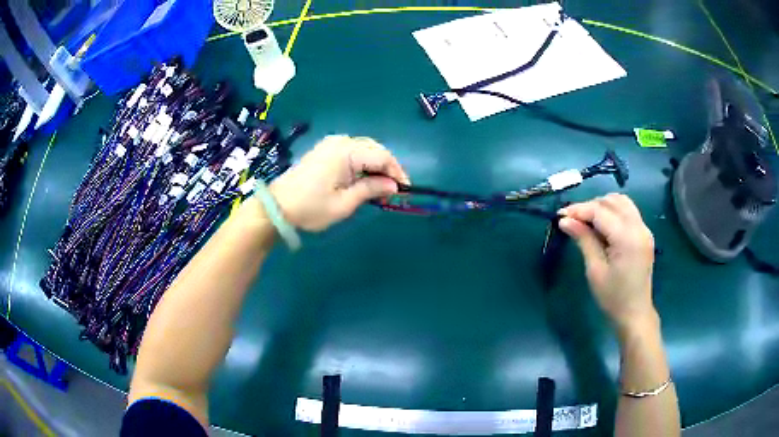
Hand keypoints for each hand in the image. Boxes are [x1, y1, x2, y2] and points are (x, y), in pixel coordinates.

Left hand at [269, 135, 409, 231]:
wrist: (277, 207)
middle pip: (375, 149)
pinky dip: (363, 163)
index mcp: (346, 152)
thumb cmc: (311, 208)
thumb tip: (393, 185)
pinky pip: (352, 151)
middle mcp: (341, 141)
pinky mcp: (325, 149)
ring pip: (365, 149)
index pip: (382, 157)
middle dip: (388, 168)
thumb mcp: (344, 204)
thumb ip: (371, 189)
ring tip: (381, 187)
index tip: (405, 191)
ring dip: (376, 165)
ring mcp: (331, 143)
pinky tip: (365, 178)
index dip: (397, 172)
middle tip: (394, 191)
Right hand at [559, 194, 656, 329]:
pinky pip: (628, 211)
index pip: (600, 211)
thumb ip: (583, 240)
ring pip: (621, 202)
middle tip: (572, 220)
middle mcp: (639, 227)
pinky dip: (613, 212)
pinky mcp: (644, 234)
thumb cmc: (613, 298)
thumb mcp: (595, 270)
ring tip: (587, 221)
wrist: (635, 314)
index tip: (559, 215)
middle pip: (612, 201)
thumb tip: (564, 220)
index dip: (579, 210)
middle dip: (590, 206)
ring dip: (602, 206)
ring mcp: (644, 229)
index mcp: (627, 237)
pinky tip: (602, 226)